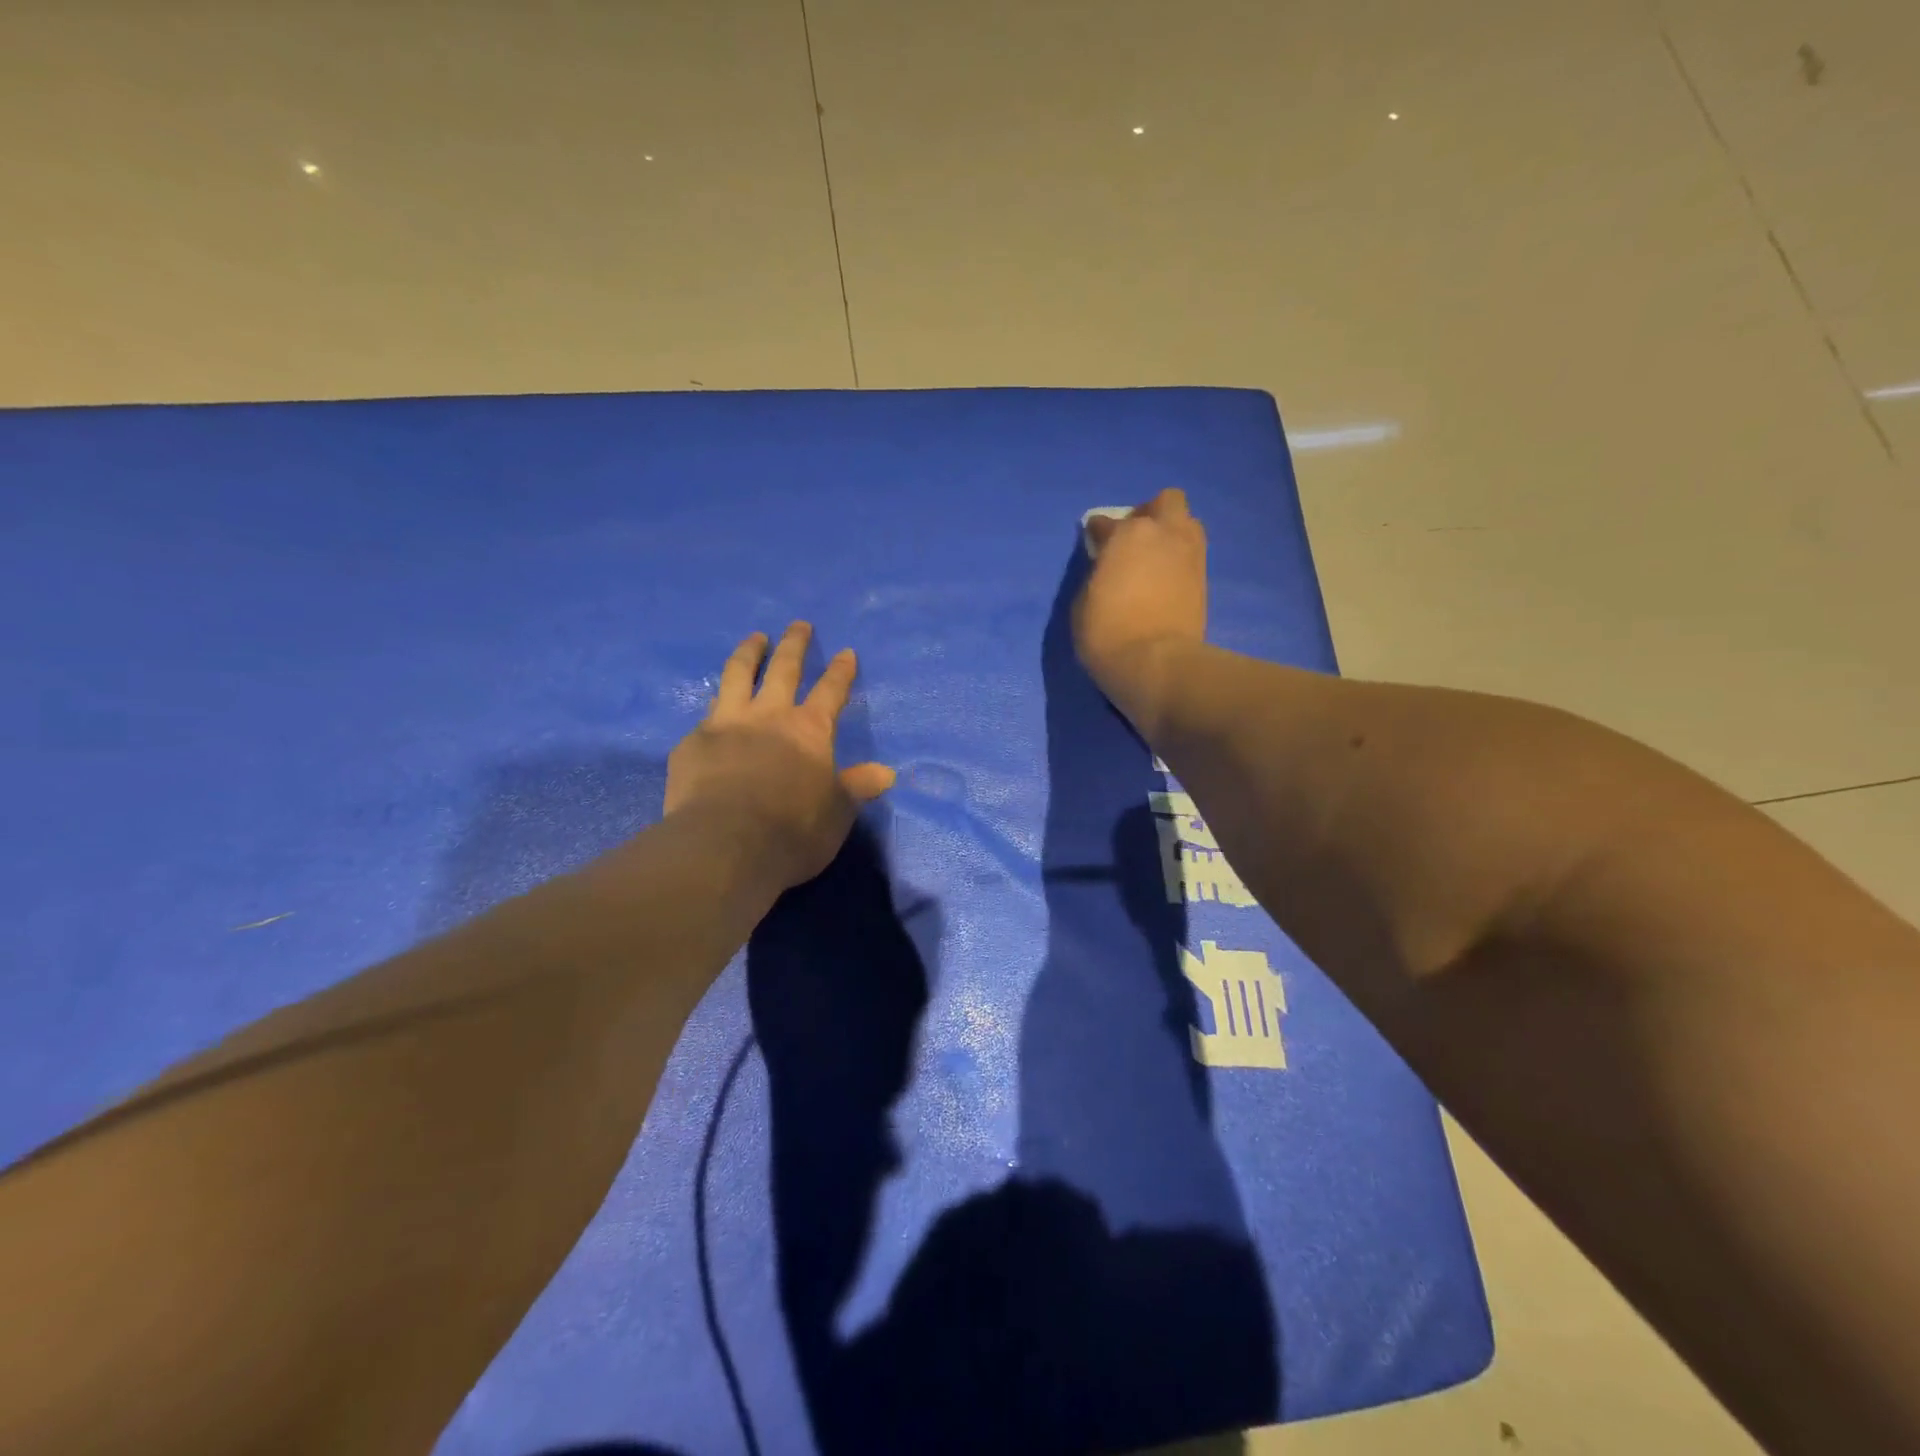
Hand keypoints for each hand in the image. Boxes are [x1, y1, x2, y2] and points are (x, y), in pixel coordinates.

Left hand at [665, 622, 895, 889]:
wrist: (724, 846)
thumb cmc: (793, 831)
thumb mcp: (837, 813)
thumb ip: (857, 788)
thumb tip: (886, 773)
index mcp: (809, 731)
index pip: (831, 691)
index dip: (841, 672)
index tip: (846, 652)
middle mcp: (769, 716)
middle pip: (783, 669)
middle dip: (795, 644)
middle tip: (799, 625)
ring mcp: (726, 724)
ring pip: (737, 676)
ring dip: (748, 653)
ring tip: (754, 639)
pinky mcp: (693, 743)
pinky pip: (706, 716)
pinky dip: (715, 708)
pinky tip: (712, 712)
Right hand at [1073, 488, 1207, 717]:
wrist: (1157, 665)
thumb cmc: (1108, 633)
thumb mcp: (1083, 601)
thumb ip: (1096, 573)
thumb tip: (1106, 567)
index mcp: (1127, 534)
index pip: (1106, 522)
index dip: (1097, 532)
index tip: (1094, 543)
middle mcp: (1163, 534)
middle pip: (1165, 502)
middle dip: (1149, 513)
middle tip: (1133, 538)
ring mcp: (1190, 554)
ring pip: (1187, 524)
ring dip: (1171, 533)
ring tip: (1154, 558)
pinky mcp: (1205, 579)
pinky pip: (1193, 553)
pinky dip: (1179, 558)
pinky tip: (1166, 577)